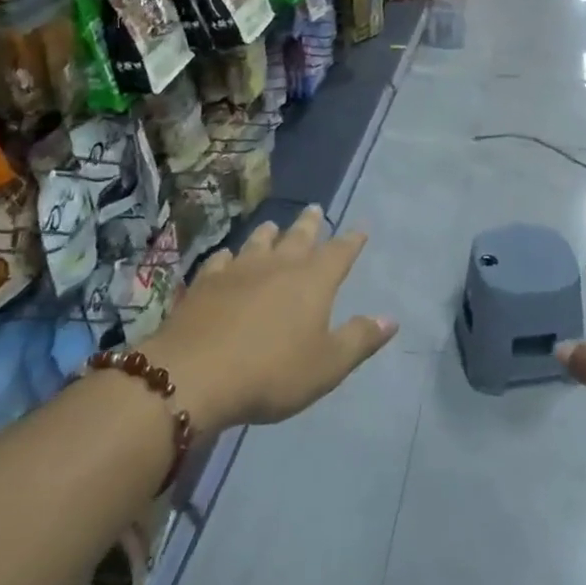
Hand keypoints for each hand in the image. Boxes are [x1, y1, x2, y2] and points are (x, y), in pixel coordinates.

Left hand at [142, 206, 395, 432]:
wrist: (194, 375)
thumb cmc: (272, 372)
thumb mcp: (327, 365)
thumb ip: (359, 339)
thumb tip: (391, 319)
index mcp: (313, 281)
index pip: (339, 252)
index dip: (352, 240)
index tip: (361, 227)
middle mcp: (278, 265)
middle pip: (298, 237)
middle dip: (310, 224)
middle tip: (314, 209)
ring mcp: (238, 271)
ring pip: (258, 242)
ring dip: (268, 233)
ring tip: (273, 225)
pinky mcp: (205, 284)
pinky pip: (221, 261)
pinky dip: (229, 256)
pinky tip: (227, 257)